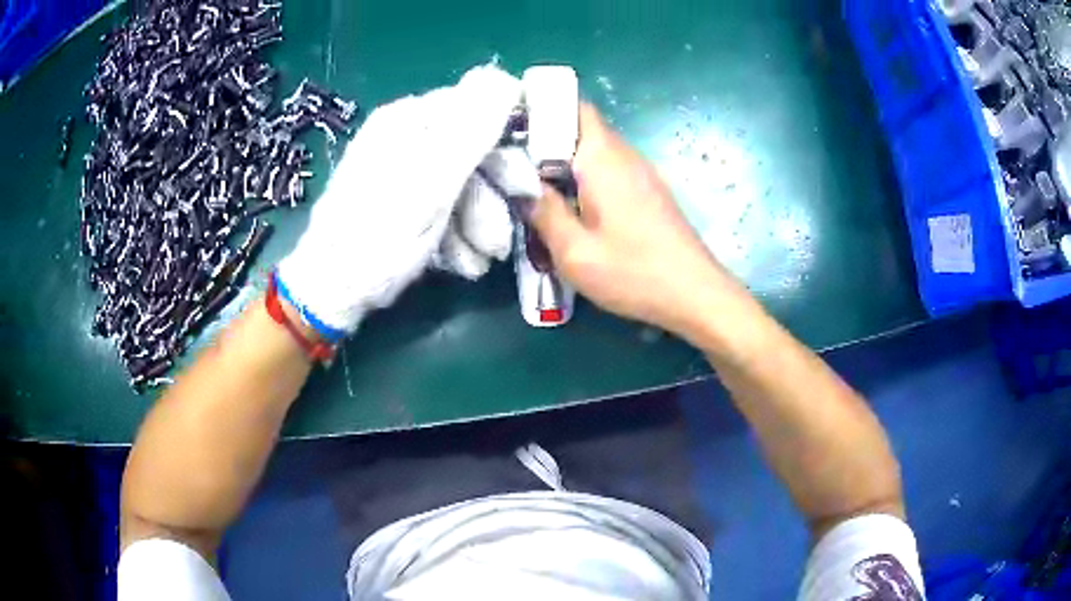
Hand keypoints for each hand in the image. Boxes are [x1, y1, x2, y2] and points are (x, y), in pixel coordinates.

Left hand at [277, 65, 521, 339]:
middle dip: (493, 199)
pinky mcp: (401, 200)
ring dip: (478, 225)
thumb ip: (471, 129)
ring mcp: (402, 169)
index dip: (508, 146)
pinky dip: (456, 234)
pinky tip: (459, 262)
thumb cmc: (380, 237)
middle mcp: (406, 136)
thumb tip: (505, 77)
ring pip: (461, 184)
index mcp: (411, 119)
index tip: (527, 188)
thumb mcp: (430, 182)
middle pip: (472, 151)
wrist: (331, 290)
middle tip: (502, 241)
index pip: (479, 109)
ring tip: (478, 261)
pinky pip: (442, 206)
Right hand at [529, 104, 735, 335]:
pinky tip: (571, 209)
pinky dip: (584, 179)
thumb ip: (543, 212)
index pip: (572, 107)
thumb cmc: (633, 271)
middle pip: (580, 128)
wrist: (695, 294)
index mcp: (602, 157)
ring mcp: (641, 173)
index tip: (508, 128)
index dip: (539, 109)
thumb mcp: (574, 251)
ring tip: (535, 188)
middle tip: (512, 165)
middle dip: (545, 140)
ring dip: (564, 163)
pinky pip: (609, 171)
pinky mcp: (649, 192)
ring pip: (594, 151)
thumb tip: (523, 188)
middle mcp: (624, 155)